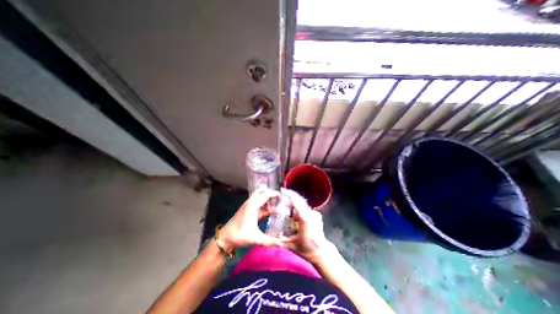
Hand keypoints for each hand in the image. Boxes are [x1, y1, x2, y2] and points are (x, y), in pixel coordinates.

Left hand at [216, 186, 282, 249]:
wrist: (224, 238)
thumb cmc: (239, 236)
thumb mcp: (255, 238)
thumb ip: (269, 241)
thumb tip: (281, 244)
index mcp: (252, 205)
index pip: (266, 195)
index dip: (274, 194)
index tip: (283, 196)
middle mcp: (250, 203)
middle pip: (263, 194)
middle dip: (272, 195)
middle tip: (281, 199)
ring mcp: (248, 207)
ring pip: (260, 199)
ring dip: (268, 201)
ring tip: (278, 204)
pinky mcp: (248, 211)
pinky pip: (258, 205)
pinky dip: (265, 206)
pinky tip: (271, 211)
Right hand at [279, 189, 335, 263]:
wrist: (322, 252)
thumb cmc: (307, 250)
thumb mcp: (291, 245)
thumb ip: (281, 240)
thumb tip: (272, 236)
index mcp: (305, 219)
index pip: (297, 202)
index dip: (289, 195)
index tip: (282, 191)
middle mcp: (311, 214)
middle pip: (300, 200)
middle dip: (291, 195)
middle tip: (282, 193)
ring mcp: (315, 214)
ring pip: (303, 204)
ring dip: (295, 202)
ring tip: (286, 203)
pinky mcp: (317, 215)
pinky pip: (306, 209)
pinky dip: (299, 208)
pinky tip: (294, 213)